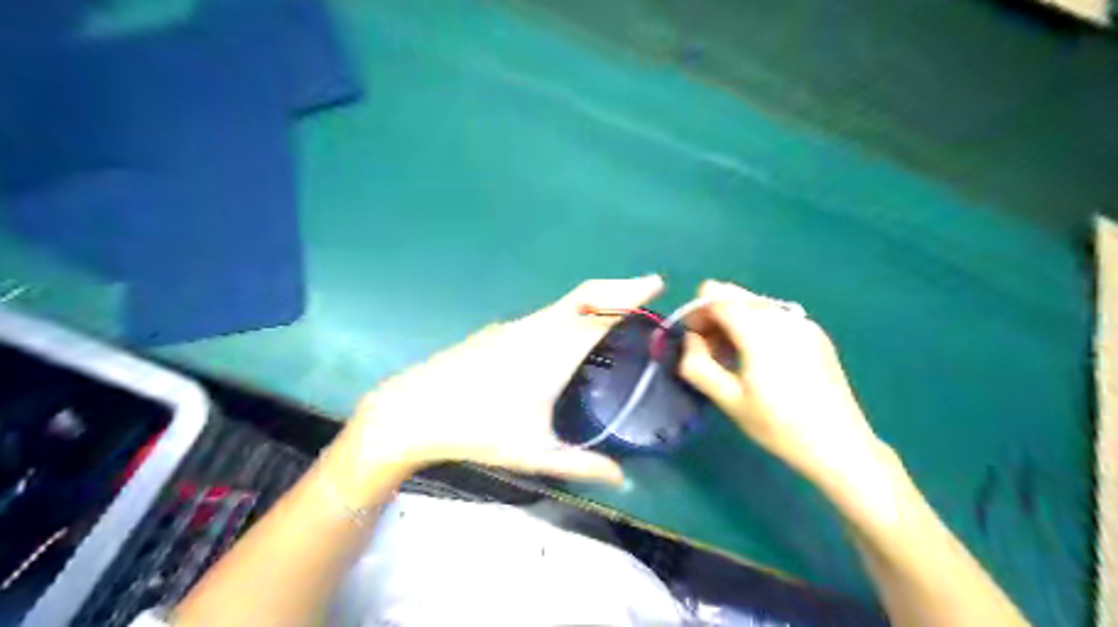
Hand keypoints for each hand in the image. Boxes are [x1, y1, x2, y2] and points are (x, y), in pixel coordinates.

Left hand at [328, 275, 661, 498]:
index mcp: (553, 352)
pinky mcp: (501, 331)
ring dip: (596, 300)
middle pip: (586, 295)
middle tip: (646, 291)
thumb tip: (621, 479)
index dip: (630, 294)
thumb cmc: (477, 429)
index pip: (601, 312)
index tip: (656, 283)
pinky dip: (573, 312)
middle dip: (619, 288)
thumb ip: (581, 464)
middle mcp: (538, 329)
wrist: (414, 410)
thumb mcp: (534, 452)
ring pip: (565, 304)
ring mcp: (516, 327)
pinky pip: (548, 314)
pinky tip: (571, 335)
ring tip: (617, 313)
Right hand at [676, 280, 886, 495]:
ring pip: (753, 303)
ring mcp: (802, 321)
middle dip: (714, 315)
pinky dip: (756, 327)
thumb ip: (698, 365)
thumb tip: (690, 339)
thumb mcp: (728, 400)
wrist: (839, 445)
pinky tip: (761, 360)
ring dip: (734, 321)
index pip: (715, 296)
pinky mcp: (815, 332)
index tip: (691, 340)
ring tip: (734, 358)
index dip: (695, 312)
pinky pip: (774, 315)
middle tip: (710, 350)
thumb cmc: (778, 425)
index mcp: (759, 329)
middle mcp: (782, 315)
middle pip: (734, 293)